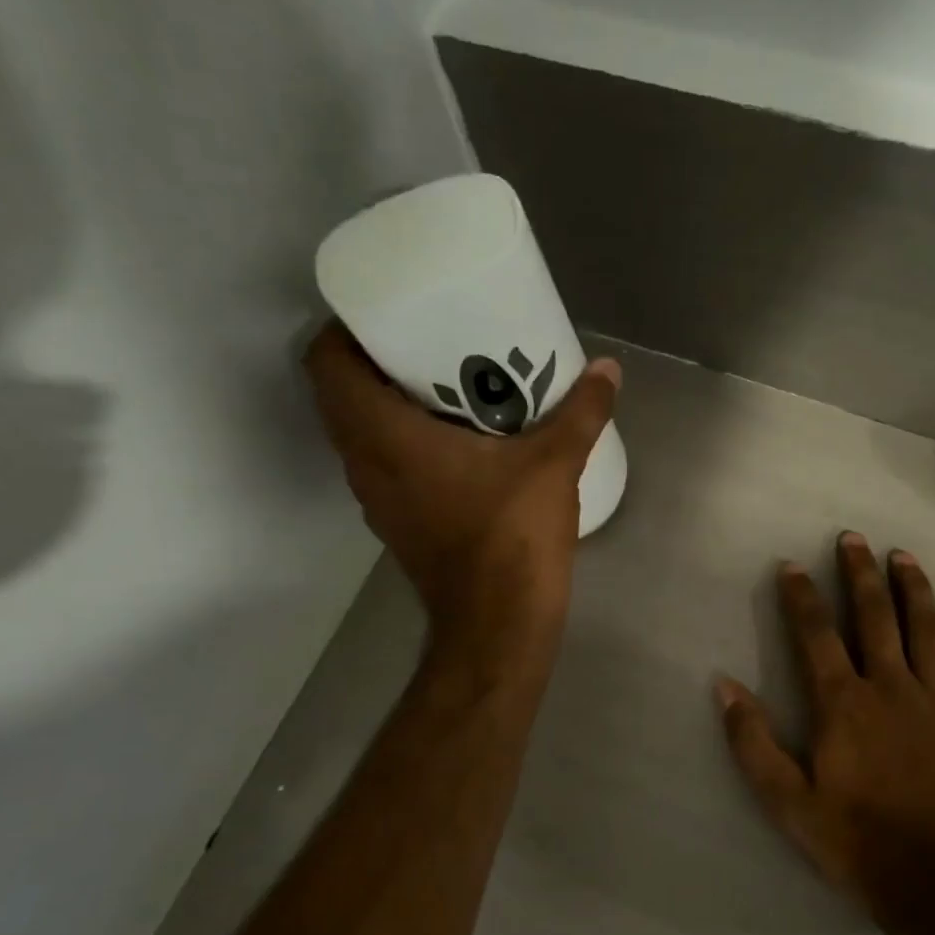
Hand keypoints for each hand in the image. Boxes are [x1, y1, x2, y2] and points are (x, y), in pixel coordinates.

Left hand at [303, 322, 619, 659]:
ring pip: (361, 434)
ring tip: (444, 382)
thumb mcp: (553, 464)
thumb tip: (608, 369)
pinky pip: (384, 465)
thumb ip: (581, 413)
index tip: (386, 312)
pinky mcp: (398, 523)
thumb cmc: (512, 535)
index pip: (326, 365)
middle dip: (376, 361)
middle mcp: (365, 464)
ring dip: (388, 404)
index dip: (344, 329)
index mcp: (384, 436)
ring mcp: (377, 499)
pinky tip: (457, 441)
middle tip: (427, 339)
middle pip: (341, 395)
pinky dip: (404, 442)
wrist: (498, 623)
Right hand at [715, 533, 934, 910]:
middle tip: (853, 539)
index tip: (792, 565)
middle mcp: (890, 687)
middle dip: (860, 574)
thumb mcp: (786, 800)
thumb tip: (724, 685)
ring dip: (912, 589)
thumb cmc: (854, 840)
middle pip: (874, 616)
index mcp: (843, 703)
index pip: (815, 634)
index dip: (801, 596)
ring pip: (925, 629)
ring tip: (903, 557)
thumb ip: (752, 741)